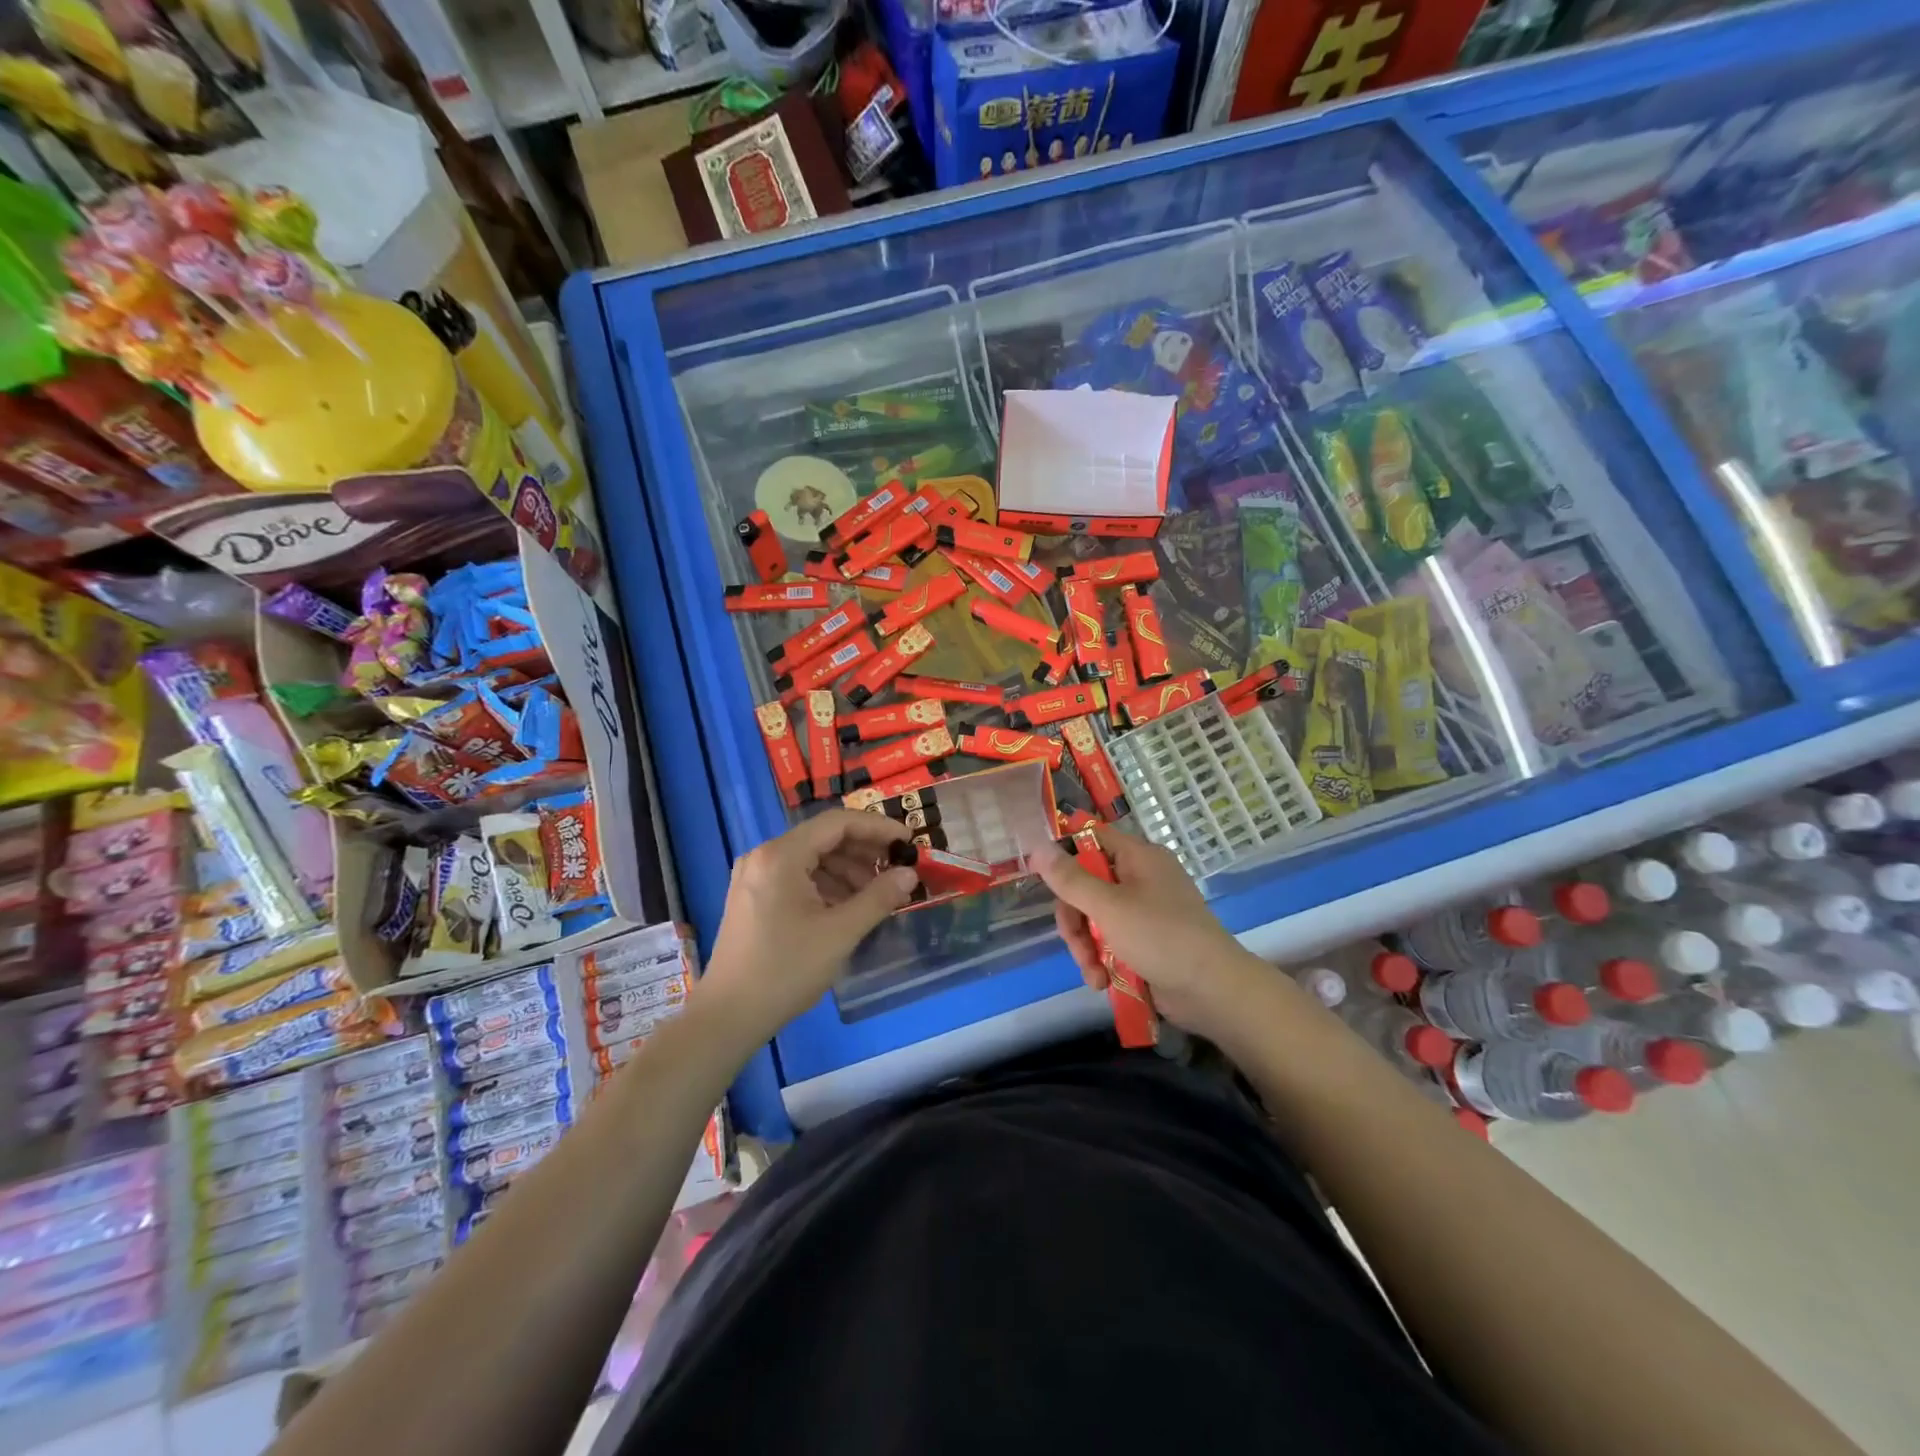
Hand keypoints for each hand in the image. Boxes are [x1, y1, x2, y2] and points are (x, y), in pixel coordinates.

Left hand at [696, 810, 919, 1046]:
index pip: (838, 823)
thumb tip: (910, 873)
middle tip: (897, 870)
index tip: (908, 842)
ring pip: (811, 858)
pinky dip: (826, 885)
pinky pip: (797, 876)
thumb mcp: (840, 933)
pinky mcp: (752, 896)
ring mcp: (754, 876)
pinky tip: (847, 907)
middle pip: (823, 838)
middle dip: (864, 852)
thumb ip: (878, 898)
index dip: (877, 828)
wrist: (728, 1016)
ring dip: (847, 870)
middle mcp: (764, 856)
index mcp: (781, 855)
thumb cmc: (786, 970)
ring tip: (877, 894)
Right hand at [1031, 832, 1278, 1042]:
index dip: (1063, 855)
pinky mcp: (1146, 941)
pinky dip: (1102, 960)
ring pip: (1094, 918)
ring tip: (1094, 975)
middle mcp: (1140, 878)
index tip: (1041, 877)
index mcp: (1138, 857)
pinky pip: (1110, 941)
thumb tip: (1038, 846)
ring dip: (1086, 947)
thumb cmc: (1161, 937)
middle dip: (1075, 920)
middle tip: (1076, 944)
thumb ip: (1071, 879)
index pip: (1091, 839)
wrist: (1213, 991)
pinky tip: (1102, 982)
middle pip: (1086, 885)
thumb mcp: (1108, 906)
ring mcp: (1144, 911)